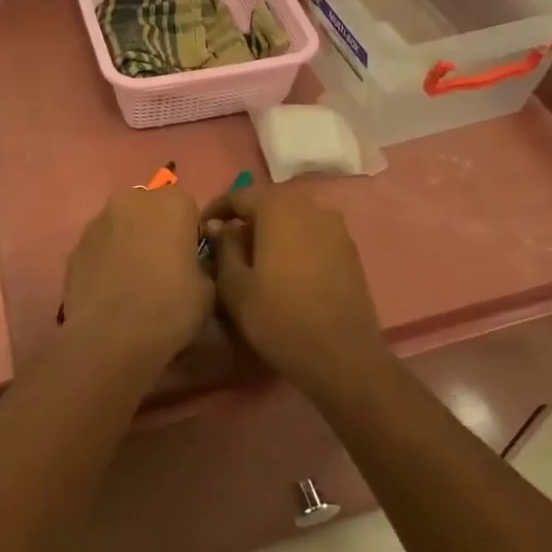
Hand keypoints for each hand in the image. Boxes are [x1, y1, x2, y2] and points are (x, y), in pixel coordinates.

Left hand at [61, 187, 213, 364]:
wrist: (109, 338)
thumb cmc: (168, 308)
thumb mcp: (207, 289)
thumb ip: (201, 262)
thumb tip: (190, 262)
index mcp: (173, 203)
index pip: (188, 208)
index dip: (189, 234)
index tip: (189, 260)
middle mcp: (134, 199)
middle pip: (152, 208)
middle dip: (157, 229)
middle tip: (162, 266)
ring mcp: (100, 219)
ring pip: (123, 223)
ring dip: (130, 240)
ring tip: (133, 279)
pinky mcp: (77, 243)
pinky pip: (101, 244)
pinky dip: (108, 257)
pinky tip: (111, 287)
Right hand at [205, 183, 384, 395]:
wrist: (342, 356)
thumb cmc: (279, 319)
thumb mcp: (235, 286)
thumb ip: (224, 248)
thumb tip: (219, 227)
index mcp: (279, 208)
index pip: (239, 195)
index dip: (216, 209)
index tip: (201, 230)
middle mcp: (310, 207)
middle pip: (268, 204)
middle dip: (245, 220)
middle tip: (225, 247)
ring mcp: (335, 227)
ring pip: (292, 219)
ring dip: (270, 232)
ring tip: (254, 260)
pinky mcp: (349, 249)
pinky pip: (312, 235)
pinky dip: (293, 243)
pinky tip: (285, 271)